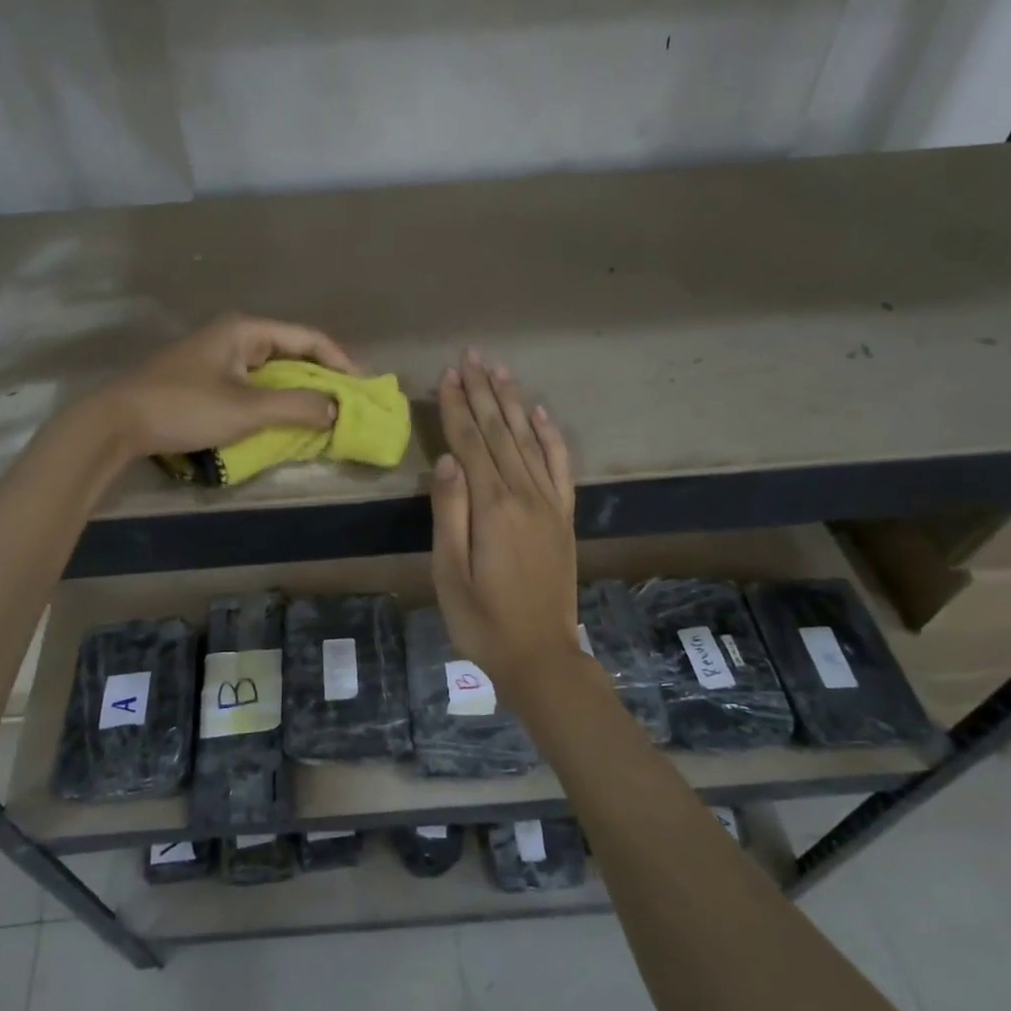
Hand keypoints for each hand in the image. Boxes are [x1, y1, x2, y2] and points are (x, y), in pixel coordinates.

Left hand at [94, 313, 356, 458]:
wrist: (117, 423)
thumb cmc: (185, 407)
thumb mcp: (247, 409)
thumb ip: (297, 407)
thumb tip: (336, 409)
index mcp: (245, 330)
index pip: (307, 338)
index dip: (339, 361)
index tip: (361, 388)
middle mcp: (234, 336)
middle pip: (291, 351)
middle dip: (321, 377)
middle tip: (347, 404)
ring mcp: (217, 357)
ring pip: (271, 371)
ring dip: (298, 391)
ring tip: (324, 414)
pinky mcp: (205, 378)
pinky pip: (253, 384)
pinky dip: (274, 400)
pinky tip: (284, 419)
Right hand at [430, 349, 580, 682]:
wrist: (541, 655)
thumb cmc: (482, 619)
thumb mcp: (449, 572)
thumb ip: (449, 512)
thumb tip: (446, 459)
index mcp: (492, 507)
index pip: (470, 443)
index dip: (458, 406)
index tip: (448, 374)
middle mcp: (525, 495)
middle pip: (500, 432)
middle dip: (484, 392)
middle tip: (471, 355)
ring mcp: (550, 504)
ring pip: (529, 440)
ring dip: (513, 403)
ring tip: (499, 371)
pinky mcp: (564, 517)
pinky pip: (560, 466)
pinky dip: (551, 437)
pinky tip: (540, 415)